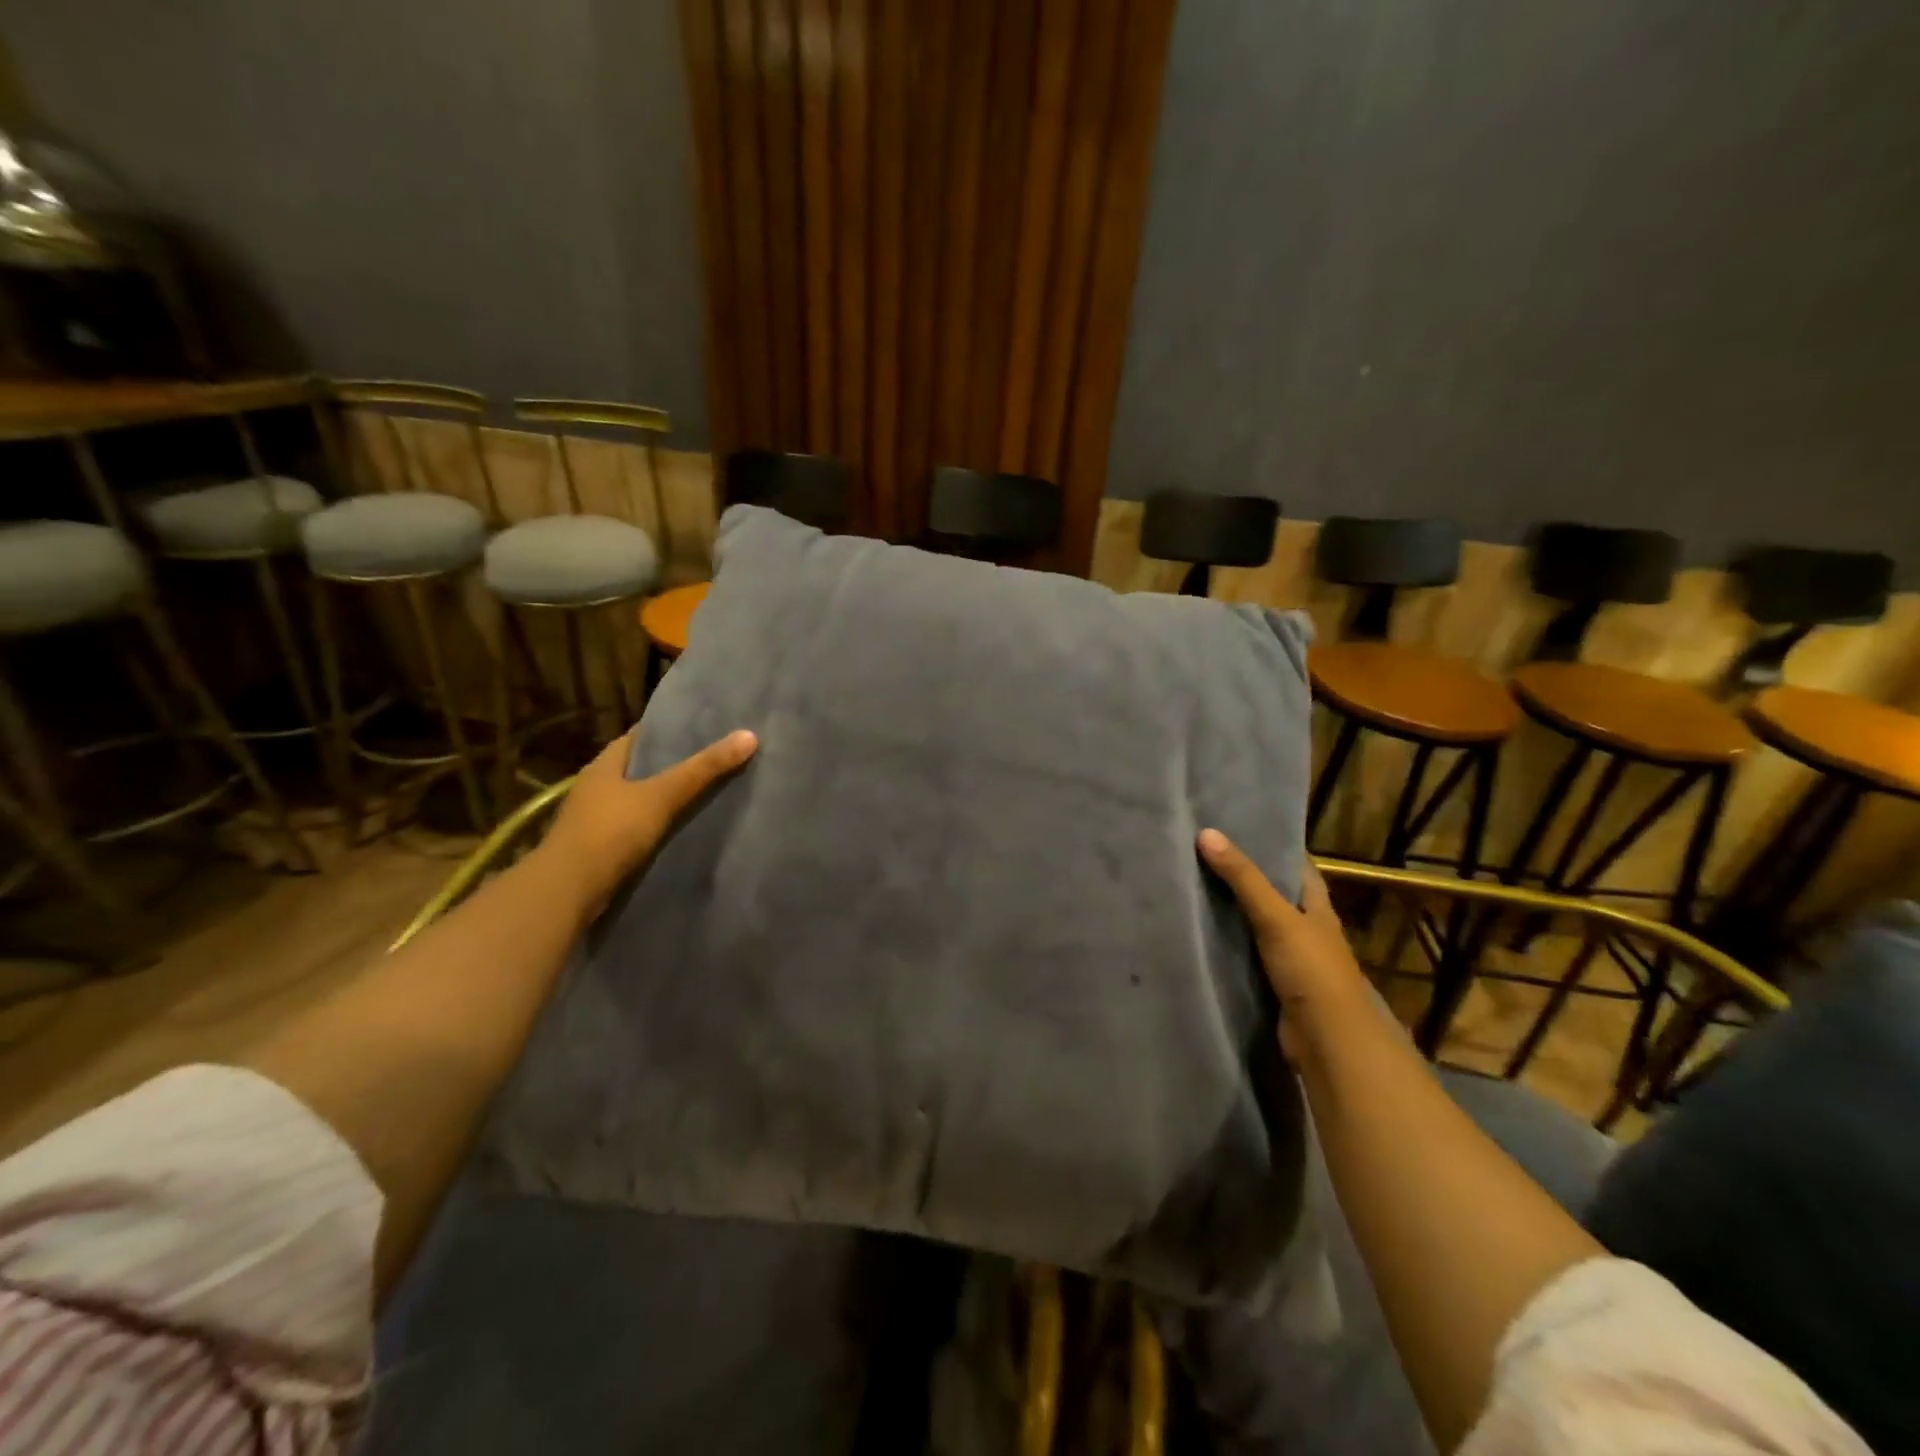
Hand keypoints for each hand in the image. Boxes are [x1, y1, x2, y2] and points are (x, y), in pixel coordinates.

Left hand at [537, 727, 757, 913]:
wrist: (567, 892)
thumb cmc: (611, 832)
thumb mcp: (662, 795)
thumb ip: (703, 769)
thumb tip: (749, 735)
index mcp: (605, 764)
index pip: (641, 736)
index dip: (670, 729)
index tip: (705, 727)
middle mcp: (597, 786)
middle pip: (641, 768)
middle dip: (673, 764)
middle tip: (716, 759)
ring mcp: (595, 819)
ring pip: (639, 799)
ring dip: (665, 797)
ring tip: (707, 793)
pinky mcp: (600, 848)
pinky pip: (637, 827)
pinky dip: (658, 825)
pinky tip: (683, 829)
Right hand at [1198, 829, 1369, 1056]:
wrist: (1327, 1041)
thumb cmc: (1311, 970)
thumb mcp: (1276, 917)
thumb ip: (1243, 878)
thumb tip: (1206, 833)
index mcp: (1318, 909)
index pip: (1299, 868)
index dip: (1275, 848)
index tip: (1241, 829)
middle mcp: (1307, 931)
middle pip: (1276, 896)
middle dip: (1246, 879)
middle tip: (1205, 855)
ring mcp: (1291, 960)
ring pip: (1258, 927)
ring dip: (1233, 913)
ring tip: (1193, 886)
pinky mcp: (1274, 985)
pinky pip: (1246, 956)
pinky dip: (1228, 945)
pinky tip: (1200, 933)